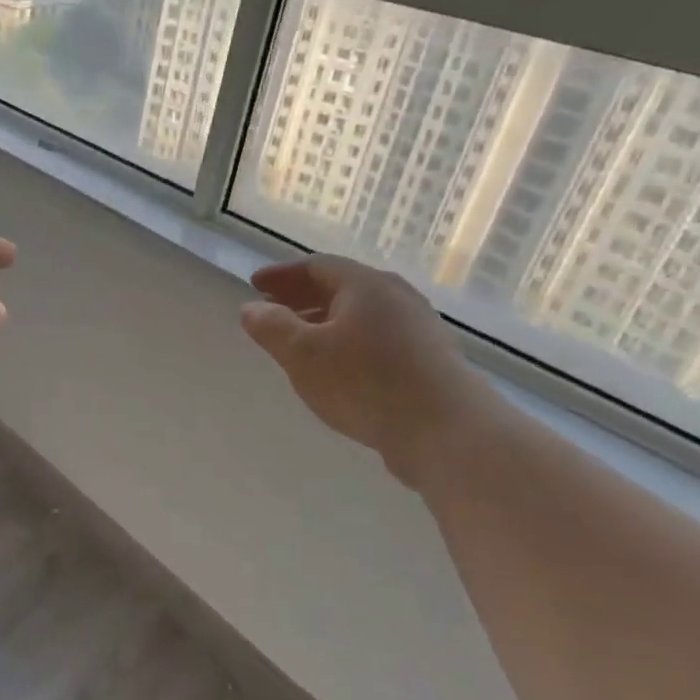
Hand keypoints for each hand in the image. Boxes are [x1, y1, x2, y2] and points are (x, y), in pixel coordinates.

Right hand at [240, 255, 492, 487]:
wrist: (448, 432)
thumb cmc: (366, 384)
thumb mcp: (302, 355)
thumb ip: (271, 328)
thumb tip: (251, 308)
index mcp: (365, 285)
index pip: (316, 267)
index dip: (282, 275)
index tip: (255, 285)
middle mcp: (397, 297)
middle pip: (342, 288)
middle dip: (302, 297)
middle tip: (273, 310)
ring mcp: (419, 329)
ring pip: (361, 316)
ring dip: (325, 322)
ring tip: (300, 343)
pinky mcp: (430, 361)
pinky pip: (378, 339)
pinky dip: (348, 343)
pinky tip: (338, 370)